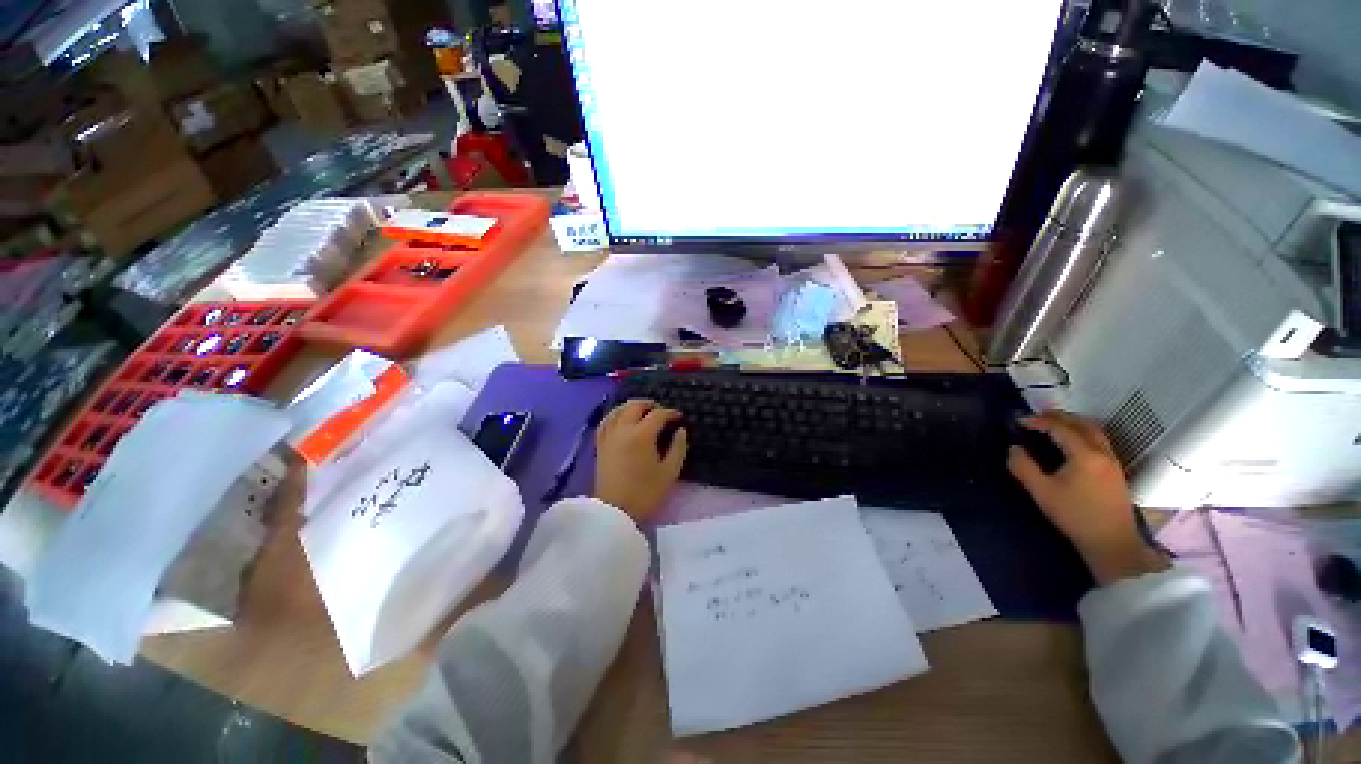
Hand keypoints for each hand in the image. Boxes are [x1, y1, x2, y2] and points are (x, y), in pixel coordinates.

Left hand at [594, 399, 688, 522]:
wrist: (614, 512)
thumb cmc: (645, 493)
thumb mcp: (669, 472)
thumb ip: (678, 448)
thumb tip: (681, 430)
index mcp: (641, 435)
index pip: (657, 414)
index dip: (671, 413)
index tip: (680, 417)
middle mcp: (622, 429)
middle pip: (634, 406)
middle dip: (650, 404)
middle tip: (662, 411)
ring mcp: (608, 436)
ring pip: (618, 410)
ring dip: (632, 406)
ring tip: (643, 412)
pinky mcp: (600, 445)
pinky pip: (606, 421)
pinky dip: (615, 415)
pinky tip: (621, 419)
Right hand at [1007, 411, 1166, 584]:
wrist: (1112, 542)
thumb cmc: (1075, 516)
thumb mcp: (1041, 492)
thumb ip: (1023, 467)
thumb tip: (1013, 448)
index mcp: (1084, 454)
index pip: (1060, 428)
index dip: (1038, 421)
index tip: (1019, 420)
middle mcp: (1102, 452)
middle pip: (1082, 423)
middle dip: (1058, 416)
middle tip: (1036, 416)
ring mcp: (1112, 461)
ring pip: (1094, 431)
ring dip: (1073, 423)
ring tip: (1053, 425)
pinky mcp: (1116, 470)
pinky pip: (1099, 441)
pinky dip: (1083, 433)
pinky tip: (1072, 442)